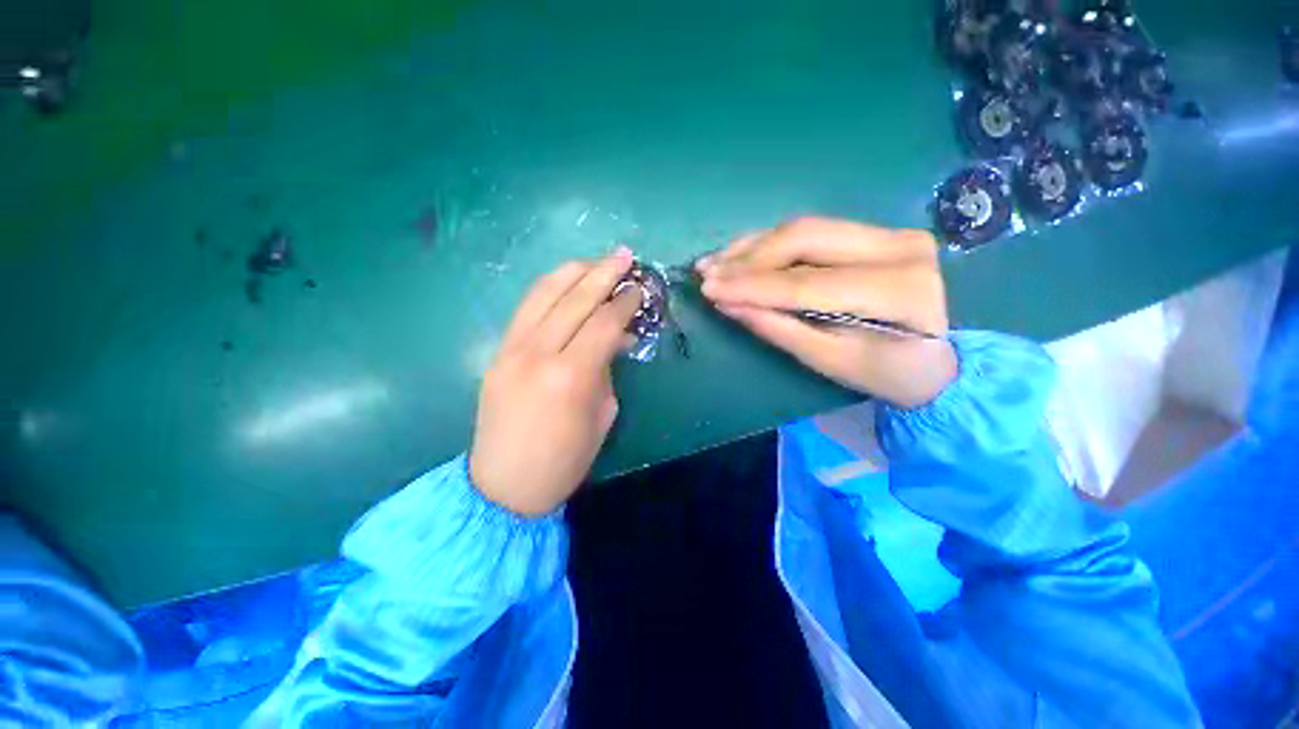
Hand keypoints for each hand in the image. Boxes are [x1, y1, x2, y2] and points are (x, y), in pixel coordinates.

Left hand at [469, 249, 641, 515]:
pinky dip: (548, 289)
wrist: (504, 486)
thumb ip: (606, 370)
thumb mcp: (602, 416)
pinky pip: (525, 309)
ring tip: (594, 261)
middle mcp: (538, 353)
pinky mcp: (497, 352)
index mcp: (570, 376)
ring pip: (543, 294)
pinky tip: (565, 282)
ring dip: (572, 272)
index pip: (604, 323)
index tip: (639, 288)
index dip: (625, 302)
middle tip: (624, 256)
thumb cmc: (565, 460)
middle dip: (603, 272)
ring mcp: (511, 349)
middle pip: (574, 299)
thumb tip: (613, 340)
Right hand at [698, 217, 957, 408]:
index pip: (807, 283)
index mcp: (898, 291)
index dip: (752, 287)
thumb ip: (778, 329)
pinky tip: (741, 252)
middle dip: (748, 259)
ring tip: (714, 263)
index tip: (709, 291)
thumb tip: (728, 305)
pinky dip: (771, 243)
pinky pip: (812, 231)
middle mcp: (898, 247)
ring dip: (753, 247)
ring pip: (804, 229)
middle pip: (804, 240)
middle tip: (706, 273)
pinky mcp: (875, 233)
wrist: (934, 360)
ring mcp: (889, 233)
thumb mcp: (828, 360)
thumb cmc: (884, 373)